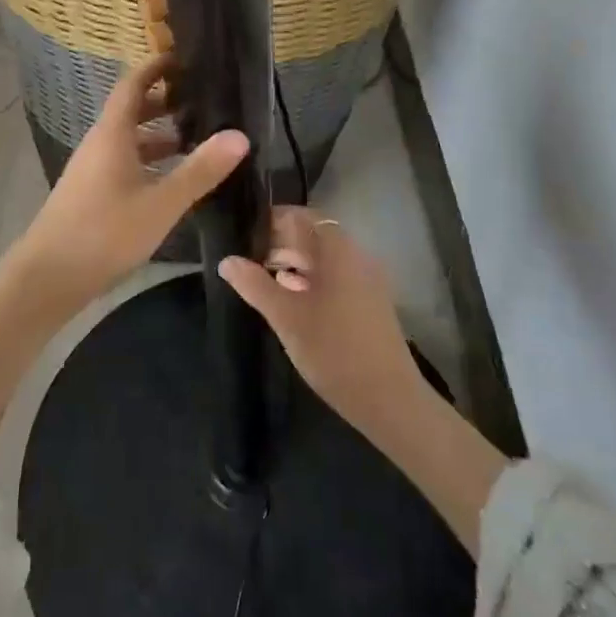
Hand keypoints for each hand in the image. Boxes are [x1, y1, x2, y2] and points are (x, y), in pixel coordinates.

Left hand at [9, 54, 249, 314]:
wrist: (48, 277)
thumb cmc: (105, 232)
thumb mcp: (161, 202)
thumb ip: (200, 170)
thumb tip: (239, 135)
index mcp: (112, 133)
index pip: (132, 85)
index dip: (155, 68)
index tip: (183, 59)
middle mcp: (99, 144)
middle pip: (131, 111)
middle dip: (163, 103)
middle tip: (201, 101)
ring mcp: (92, 171)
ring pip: (128, 141)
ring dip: (158, 136)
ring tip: (195, 140)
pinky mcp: (90, 195)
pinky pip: (123, 164)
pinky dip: (148, 162)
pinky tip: (170, 182)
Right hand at [218, 208, 423, 434]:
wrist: (388, 399)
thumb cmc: (333, 349)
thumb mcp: (286, 316)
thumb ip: (254, 284)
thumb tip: (227, 261)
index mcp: (338, 250)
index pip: (302, 216)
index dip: (273, 220)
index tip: (245, 231)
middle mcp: (356, 256)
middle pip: (314, 236)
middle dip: (281, 242)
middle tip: (248, 255)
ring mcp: (366, 280)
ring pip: (324, 259)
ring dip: (294, 262)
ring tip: (263, 276)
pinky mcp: (369, 303)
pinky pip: (336, 278)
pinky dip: (311, 280)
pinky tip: (290, 298)